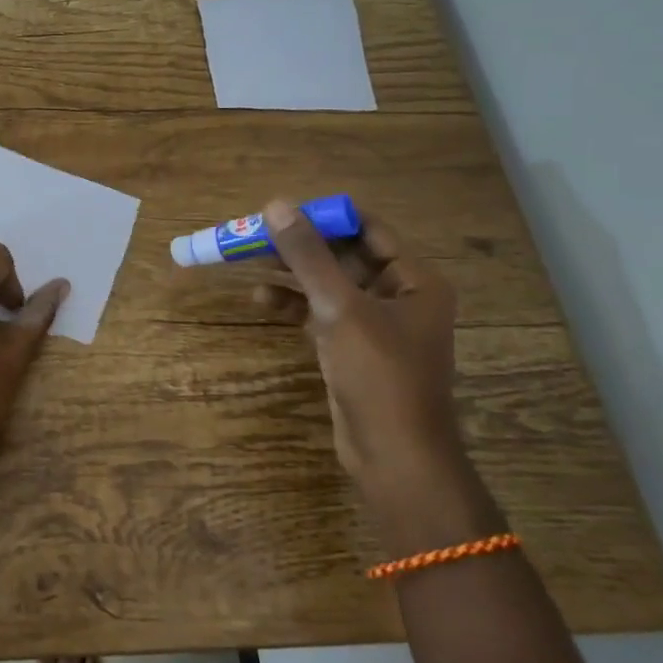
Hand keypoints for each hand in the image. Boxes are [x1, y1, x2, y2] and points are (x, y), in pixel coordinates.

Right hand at [252, 201, 466, 496]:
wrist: (394, 457)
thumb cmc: (380, 376)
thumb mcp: (341, 309)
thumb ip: (308, 257)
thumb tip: (276, 206)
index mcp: (414, 280)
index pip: (367, 229)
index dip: (324, 217)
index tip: (282, 210)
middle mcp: (398, 295)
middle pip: (342, 256)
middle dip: (300, 246)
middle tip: (255, 235)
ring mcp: (373, 324)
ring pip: (326, 284)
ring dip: (291, 274)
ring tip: (248, 262)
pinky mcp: (350, 348)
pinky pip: (318, 313)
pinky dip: (292, 305)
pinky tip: (261, 299)